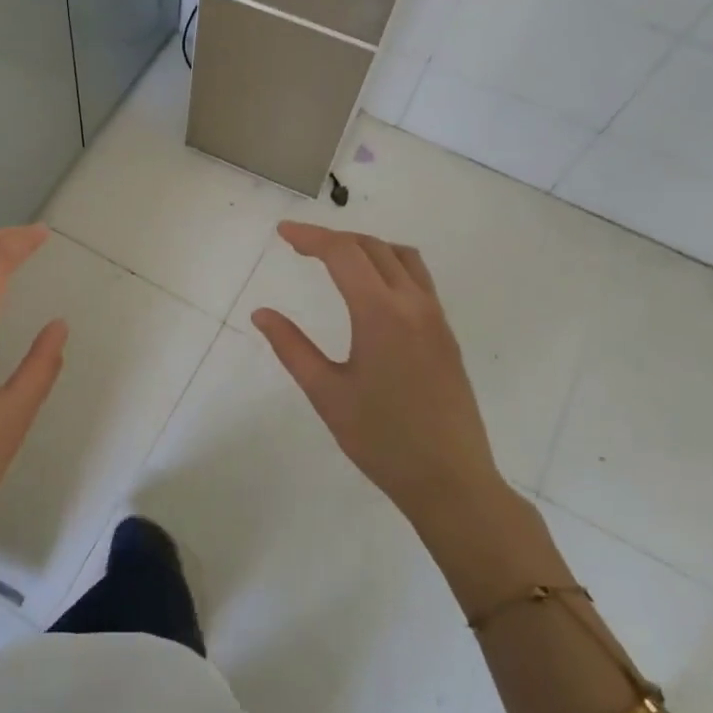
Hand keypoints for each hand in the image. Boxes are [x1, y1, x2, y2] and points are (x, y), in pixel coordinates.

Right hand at [251, 222, 500, 528]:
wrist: (451, 479)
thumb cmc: (381, 440)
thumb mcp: (326, 394)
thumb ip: (292, 347)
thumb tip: (261, 313)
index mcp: (381, 314)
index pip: (343, 253)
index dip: (310, 237)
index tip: (282, 232)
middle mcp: (413, 305)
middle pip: (373, 247)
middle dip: (334, 238)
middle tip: (299, 245)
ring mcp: (435, 318)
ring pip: (402, 257)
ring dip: (366, 247)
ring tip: (335, 259)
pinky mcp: (446, 335)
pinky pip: (418, 279)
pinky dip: (389, 265)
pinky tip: (371, 290)